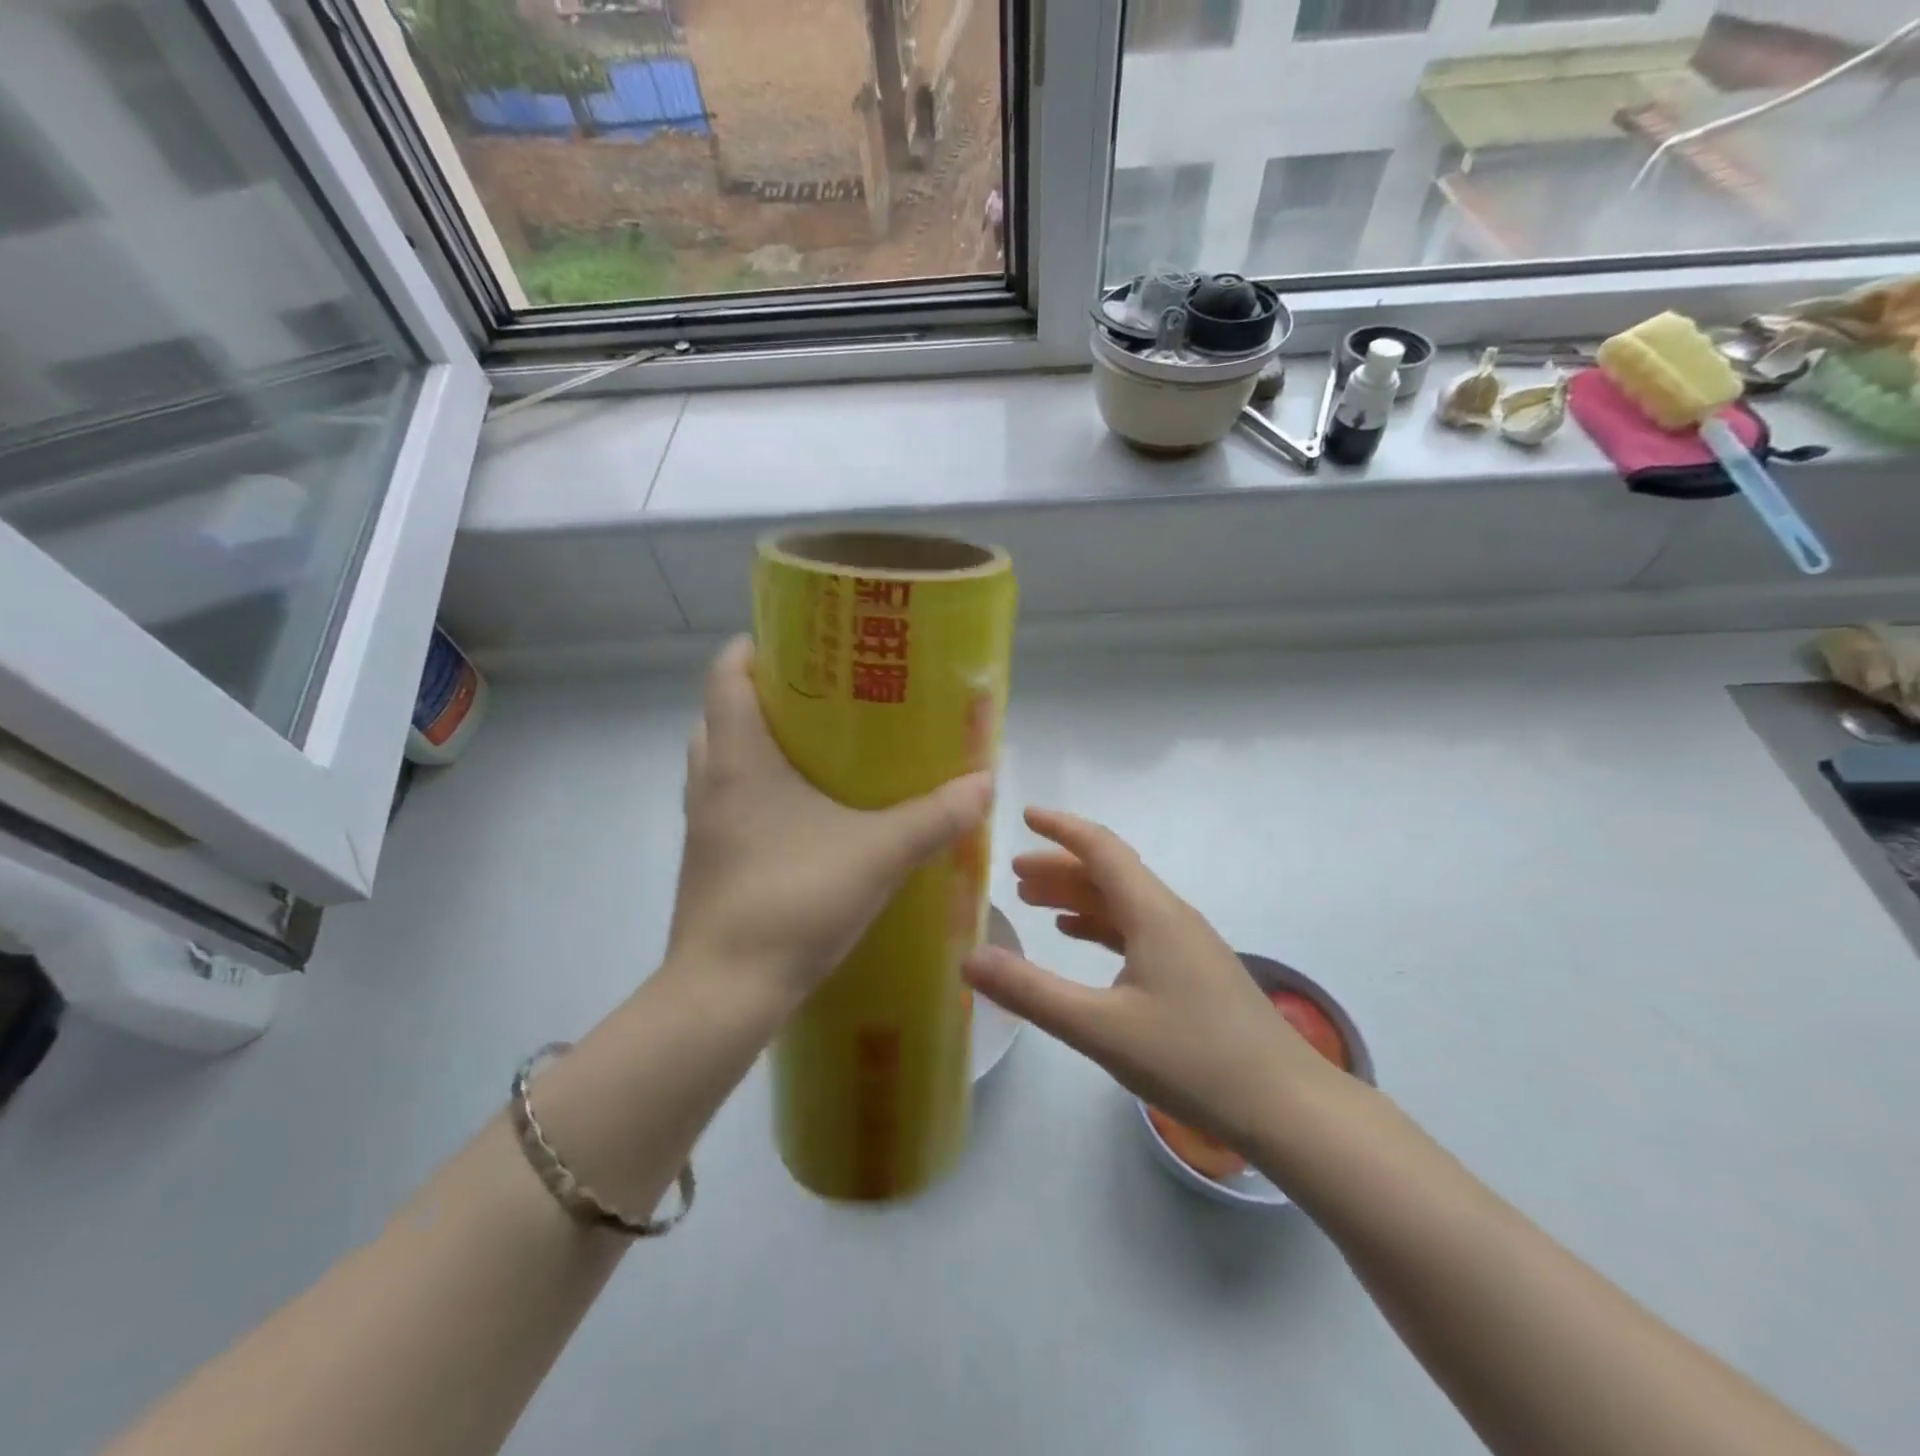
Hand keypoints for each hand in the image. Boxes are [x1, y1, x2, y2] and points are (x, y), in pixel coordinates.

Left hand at [668, 637, 993, 1008]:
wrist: (725, 991)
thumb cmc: (793, 900)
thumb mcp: (879, 853)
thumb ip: (936, 816)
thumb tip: (985, 782)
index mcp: (739, 757)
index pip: (726, 673)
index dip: (755, 647)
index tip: (800, 644)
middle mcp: (711, 780)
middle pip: (722, 713)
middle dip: (764, 695)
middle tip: (821, 696)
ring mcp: (703, 823)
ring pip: (722, 760)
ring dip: (757, 744)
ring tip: (816, 748)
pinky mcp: (708, 859)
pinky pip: (728, 802)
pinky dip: (756, 790)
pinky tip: (804, 814)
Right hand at [962, 808, 1334, 1149]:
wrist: (1288, 1107)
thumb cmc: (1192, 1059)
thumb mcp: (1100, 1029)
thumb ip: (1032, 992)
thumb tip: (968, 959)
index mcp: (1152, 912)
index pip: (1100, 848)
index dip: (1060, 828)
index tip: (1024, 815)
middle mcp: (1171, 915)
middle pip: (1109, 873)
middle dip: (1059, 868)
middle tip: (1014, 876)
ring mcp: (1187, 943)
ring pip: (1123, 902)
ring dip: (1078, 896)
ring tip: (1034, 904)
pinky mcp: (1194, 971)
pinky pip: (1137, 929)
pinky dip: (1101, 924)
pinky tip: (1079, 940)